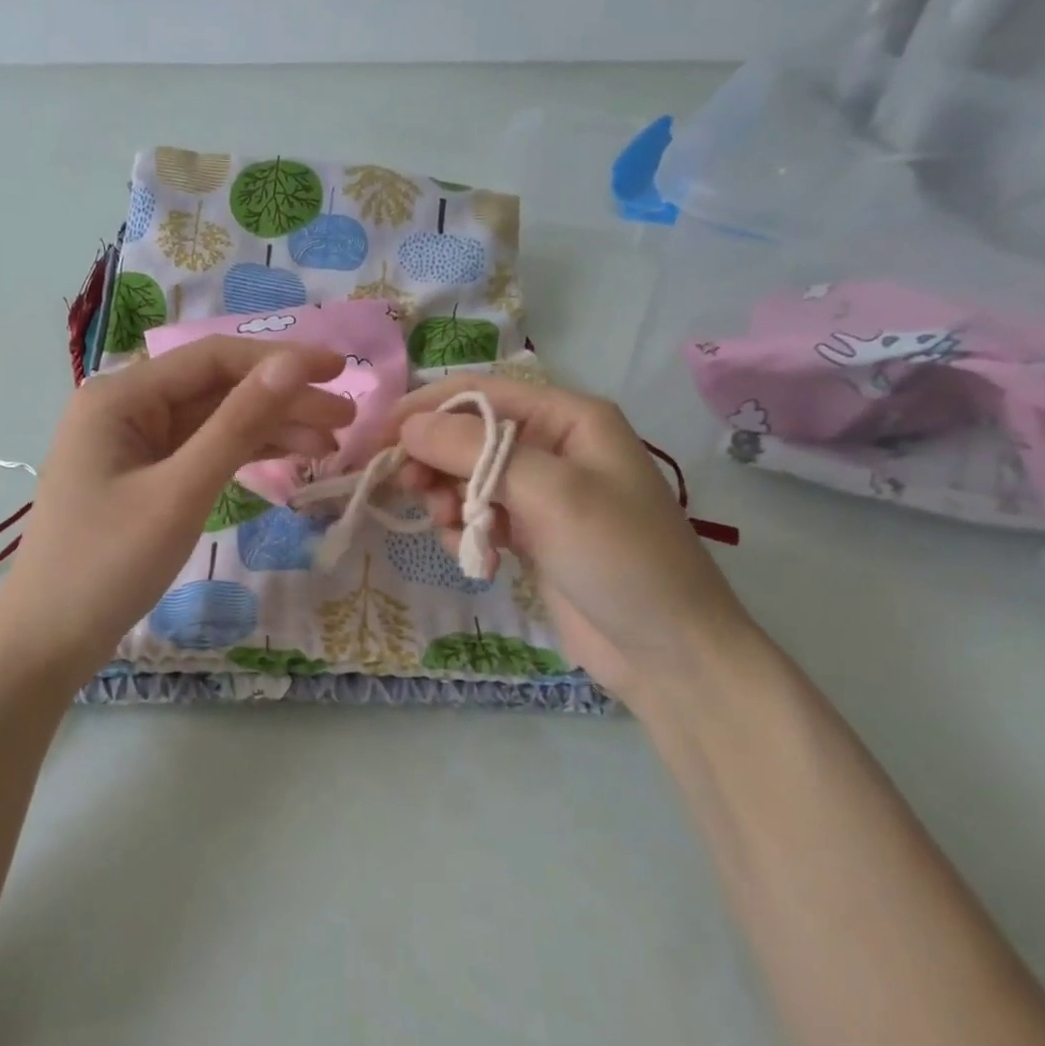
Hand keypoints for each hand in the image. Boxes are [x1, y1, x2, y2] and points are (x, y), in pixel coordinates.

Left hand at [0, 338, 352, 684]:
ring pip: (214, 421)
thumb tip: (293, 363)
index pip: (213, 359)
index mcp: (120, 396)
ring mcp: (133, 443)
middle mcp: (125, 407)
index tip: (340, 372)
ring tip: (331, 444)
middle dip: (281, 399)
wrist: (48, 640)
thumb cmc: (108, 565)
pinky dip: (243, 454)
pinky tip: (289, 458)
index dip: (280, 360)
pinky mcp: (143, 476)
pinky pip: (201, 451)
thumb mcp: (181, 492)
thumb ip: (239, 424)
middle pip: (217, 388)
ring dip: (270, 428)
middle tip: (346, 419)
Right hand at [386, 376, 758, 702]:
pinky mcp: (530, 533)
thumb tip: (408, 426)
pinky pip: (477, 515)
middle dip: (433, 460)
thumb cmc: (620, 558)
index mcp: (567, 417)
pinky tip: (476, 559)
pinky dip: (464, 531)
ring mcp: (540, 492)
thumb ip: (475, 452)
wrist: (668, 652)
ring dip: (447, 500)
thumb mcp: (551, 493)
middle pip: (466, 435)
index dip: (424, 409)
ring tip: (450, 530)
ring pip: (465, 477)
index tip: (376, 438)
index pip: (478, 393)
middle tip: (408, 490)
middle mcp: (552, 445)